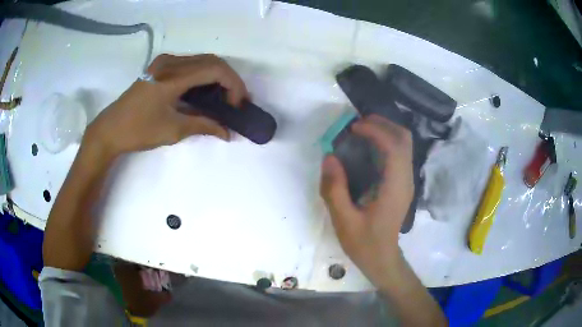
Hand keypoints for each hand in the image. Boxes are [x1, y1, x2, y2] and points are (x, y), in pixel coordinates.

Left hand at [84, 54, 247, 156]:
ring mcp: (164, 62)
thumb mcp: (173, 130)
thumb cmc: (138, 131)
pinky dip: (202, 75)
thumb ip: (204, 125)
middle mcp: (170, 62)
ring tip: (223, 97)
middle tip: (235, 101)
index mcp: (173, 75)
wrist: (110, 129)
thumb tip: (228, 132)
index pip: (215, 69)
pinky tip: (204, 91)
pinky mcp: (159, 66)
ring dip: (217, 76)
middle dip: (229, 80)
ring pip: (202, 61)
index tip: (237, 105)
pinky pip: (189, 64)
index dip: (233, 85)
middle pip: (212, 61)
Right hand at [320, 114, 413, 288]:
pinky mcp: (402, 183)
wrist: (382, 258)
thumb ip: (335, 189)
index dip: (375, 131)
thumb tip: (329, 157)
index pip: (394, 147)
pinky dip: (385, 141)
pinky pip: (398, 153)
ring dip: (385, 130)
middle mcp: (406, 179)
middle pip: (404, 139)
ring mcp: (406, 180)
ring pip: (404, 143)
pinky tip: (367, 146)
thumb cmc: (364, 243)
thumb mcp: (344, 220)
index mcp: (395, 188)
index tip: (353, 128)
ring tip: (360, 130)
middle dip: (383, 124)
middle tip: (357, 124)